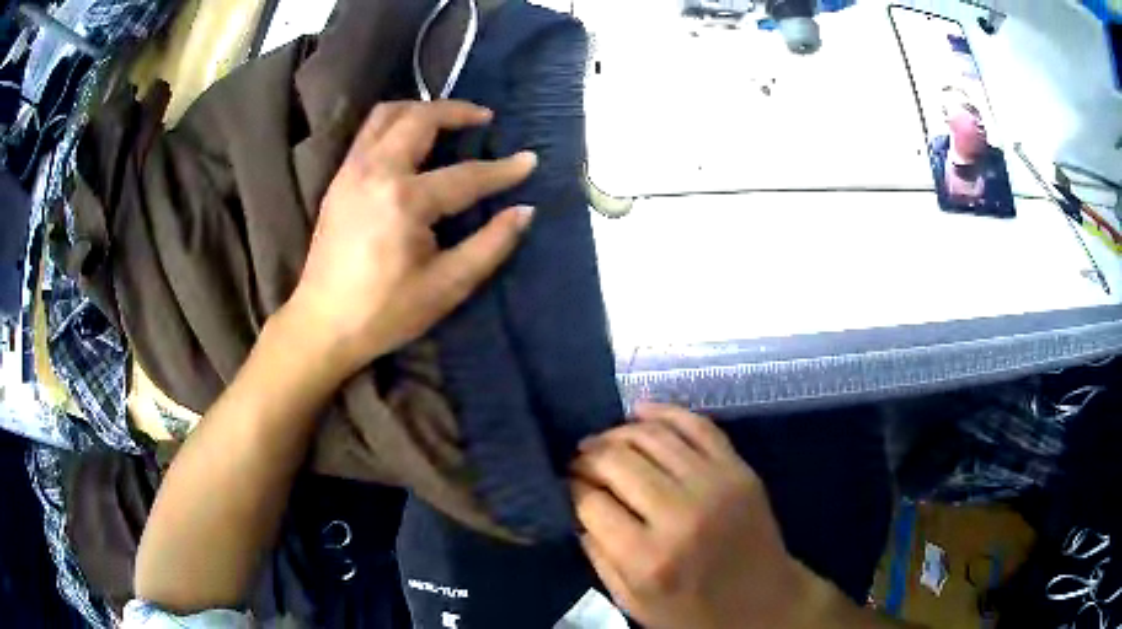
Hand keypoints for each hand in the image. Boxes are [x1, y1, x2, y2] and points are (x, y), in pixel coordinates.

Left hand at [286, 100, 536, 378]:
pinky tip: (411, 140)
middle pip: (419, 119)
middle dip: (456, 111)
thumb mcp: (446, 287)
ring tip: (447, 119)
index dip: (502, 170)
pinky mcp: (339, 180)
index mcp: (404, 200)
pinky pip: (369, 132)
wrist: (322, 325)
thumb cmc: (385, 312)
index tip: (530, 160)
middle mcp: (375, 171)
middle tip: (483, 118)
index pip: (465, 175)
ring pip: (386, 115)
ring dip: (421, 109)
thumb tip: (524, 211)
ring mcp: (351, 171)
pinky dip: (396, 123)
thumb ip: (490, 245)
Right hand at [571, 403, 809, 628]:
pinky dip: (664, 411)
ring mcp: (716, 484)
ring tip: (602, 442)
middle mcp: (681, 513)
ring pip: (651, 436)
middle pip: (617, 461)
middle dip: (587, 457)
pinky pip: (696, 424)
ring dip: (617, 433)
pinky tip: (639, 412)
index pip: (591, 502)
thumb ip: (597, 554)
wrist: (764, 604)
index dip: (570, 487)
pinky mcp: (739, 469)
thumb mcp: (631, 602)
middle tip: (578, 462)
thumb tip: (577, 505)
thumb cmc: (692, 613)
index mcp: (649, 557)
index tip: (564, 484)